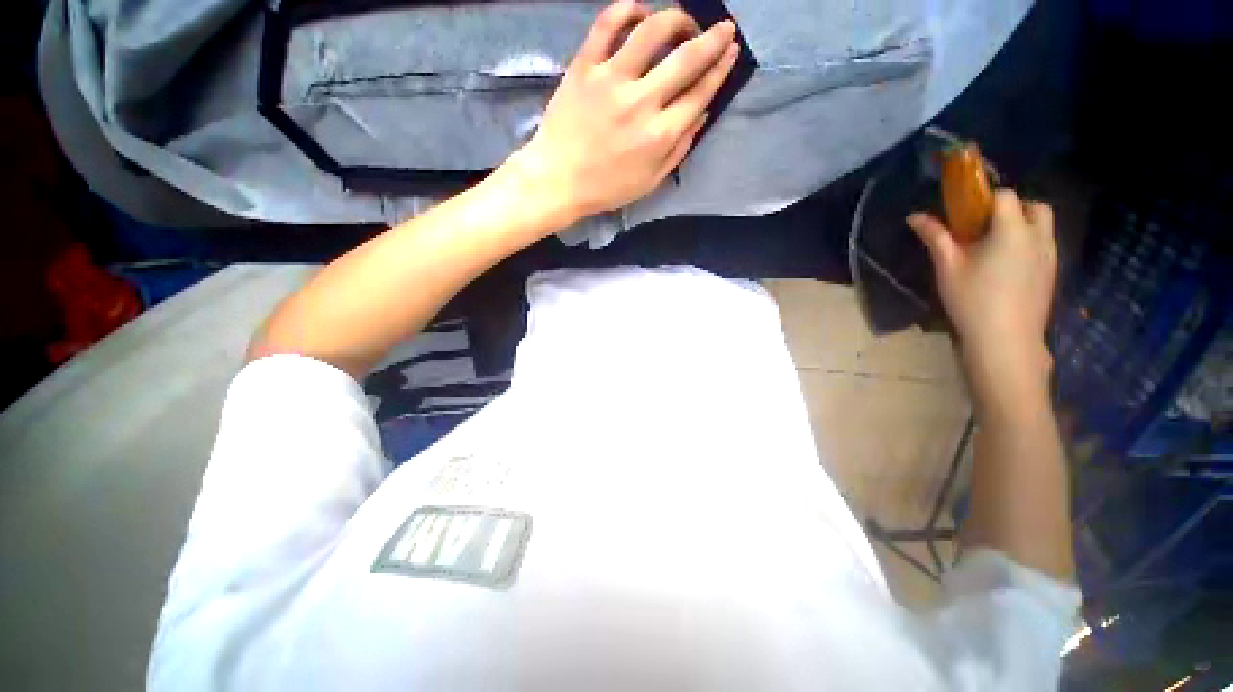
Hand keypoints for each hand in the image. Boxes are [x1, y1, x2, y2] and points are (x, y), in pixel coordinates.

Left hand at [511, 1, 738, 224]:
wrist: (558, 180)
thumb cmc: (606, 188)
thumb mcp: (650, 181)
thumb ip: (679, 149)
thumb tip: (702, 114)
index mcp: (660, 136)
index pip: (699, 93)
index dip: (720, 69)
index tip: (730, 52)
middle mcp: (642, 102)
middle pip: (686, 58)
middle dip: (713, 39)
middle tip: (724, 29)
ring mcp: (612, 80)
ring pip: (653, 31)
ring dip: (677, 18)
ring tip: (683, 22)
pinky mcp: (585, 67)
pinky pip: (608, 24)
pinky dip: (627, 9)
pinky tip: (640, 11)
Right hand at [907, 190, 1057, 375]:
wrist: (1006, 340)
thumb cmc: (972, 300)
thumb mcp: (947, 267)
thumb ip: (935, 237)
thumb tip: (914, 216)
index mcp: (1012, 230)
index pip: (1005, 196)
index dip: (985, 199)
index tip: (965, 214)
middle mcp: (1038, 236)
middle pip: (1033, 206)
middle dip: (1012, 209)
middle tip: (985, 229)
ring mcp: (1050, 255)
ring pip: (1043, 226)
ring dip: (1022, 226)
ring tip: (994, 249)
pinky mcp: (1051, 273)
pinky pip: (1043, 246)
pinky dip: (1028, 245)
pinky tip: (1006, 268)